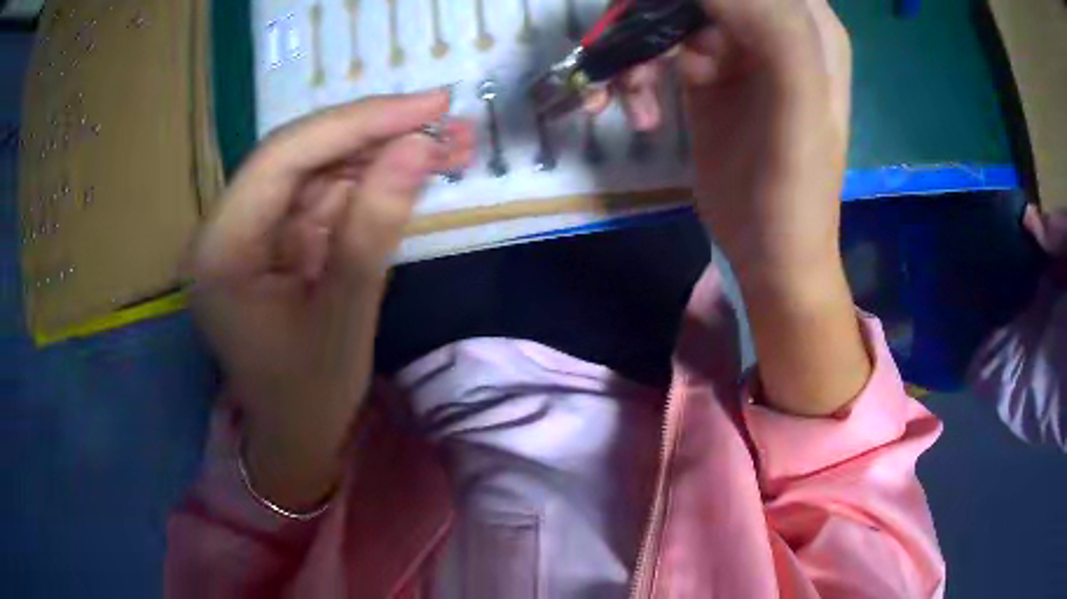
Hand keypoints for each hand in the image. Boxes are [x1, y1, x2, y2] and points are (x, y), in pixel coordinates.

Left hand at [192, 91, 473, 508]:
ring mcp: (252, 229)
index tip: (431, 105)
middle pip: (302, 154)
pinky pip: (326, 194)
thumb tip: (420, 146)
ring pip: (320, 168)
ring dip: (383, 154)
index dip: (358, 122)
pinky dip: (372, 182)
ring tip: (452, 145)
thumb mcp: (346, 318)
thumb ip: (375, 228)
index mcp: (221, 251)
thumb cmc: (310, 395)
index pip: (284, 157)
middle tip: (449, 119)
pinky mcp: (276, 236)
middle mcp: (227, 227)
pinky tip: (416, 172)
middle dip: (376, 134)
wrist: (296, 434)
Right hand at [592, 0, 868, 415]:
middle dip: (652, 13)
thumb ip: (774, 30)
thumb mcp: (798, 107)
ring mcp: (735, 48)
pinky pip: (655, 49)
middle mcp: (770, 26)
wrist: (768, 253)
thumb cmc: (793, 191)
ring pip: (667, 13)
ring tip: (627, 96)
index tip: (665, 17)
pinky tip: (639, 114)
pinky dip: (634, 75)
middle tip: (627, 46)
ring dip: (634, 48)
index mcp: (808, 25)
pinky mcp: (704, 73)